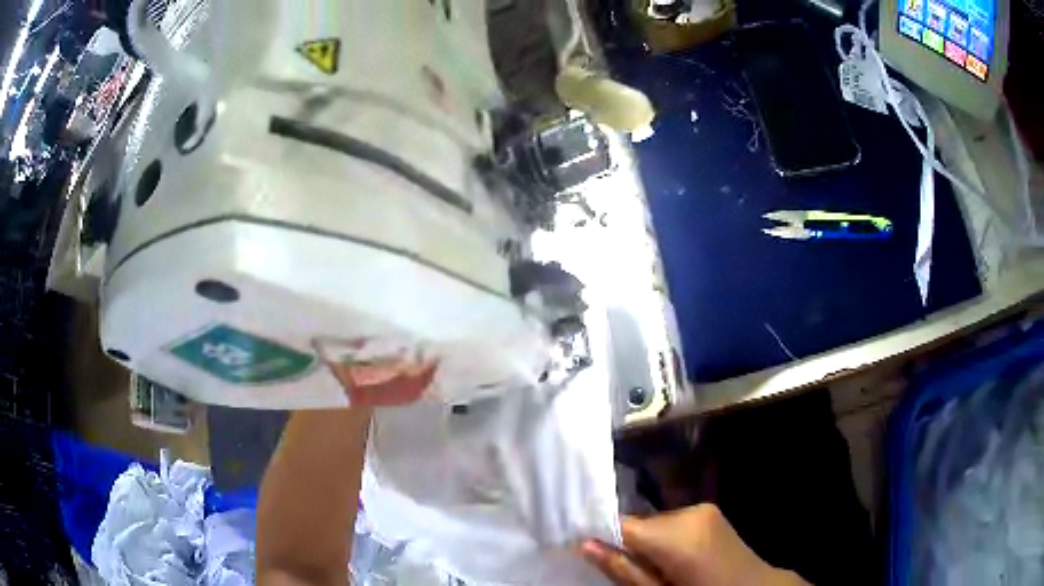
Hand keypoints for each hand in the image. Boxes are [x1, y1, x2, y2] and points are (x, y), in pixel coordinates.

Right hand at [578, 503, 809, 585]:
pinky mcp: (709, 510)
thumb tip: (583, 544)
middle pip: (639, 523)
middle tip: (626, 569)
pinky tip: (672, 556)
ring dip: (646, 540)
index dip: (599, 533)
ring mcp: (702, 508)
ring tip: (654, 566)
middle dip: (627, 542)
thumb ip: (622, 569)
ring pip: (654, 521)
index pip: (622, 524)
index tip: (580, 544)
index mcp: (676, 536)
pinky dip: (663, 536)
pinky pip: (672, 521)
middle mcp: (689, 512)